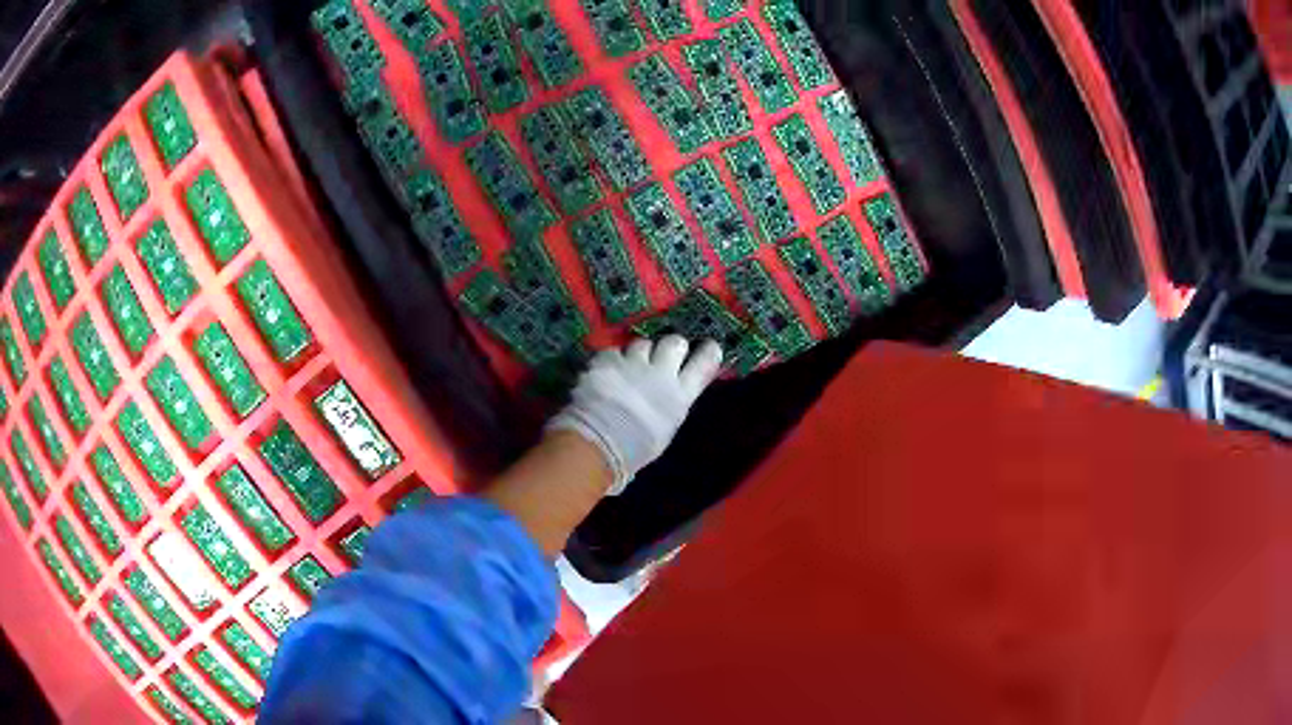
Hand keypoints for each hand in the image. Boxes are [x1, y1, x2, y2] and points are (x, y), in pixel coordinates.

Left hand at [547, 336, 723, 494]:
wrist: (599, 442)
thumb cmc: (636, 449)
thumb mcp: (665, 429)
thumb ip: (670, 406)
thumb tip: (670, 397)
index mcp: (679, 395)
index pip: (704, 363)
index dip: (708, 352)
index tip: (709, 347)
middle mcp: (660, 373)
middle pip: (674, 342)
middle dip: (670, 346)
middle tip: (662, 356)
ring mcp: (633, 363)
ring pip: (642, 343)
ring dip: (639, 353)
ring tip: (630, 367)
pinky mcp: (607, 360)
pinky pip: (613, 352)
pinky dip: (611, 361)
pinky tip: (605, 372)